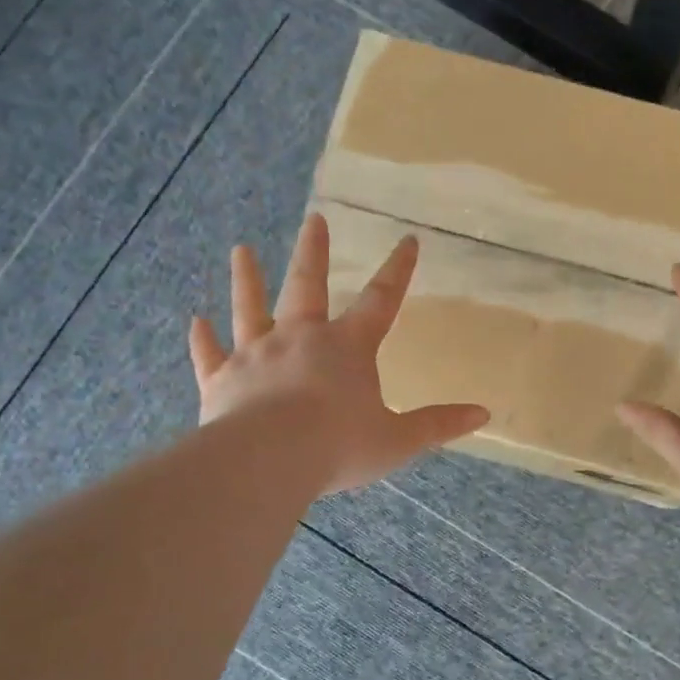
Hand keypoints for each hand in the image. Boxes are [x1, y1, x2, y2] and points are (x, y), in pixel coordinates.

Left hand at [189, 212, 489, 494]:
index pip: (381, 301)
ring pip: (250, 308)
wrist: (269, 460)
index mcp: (347, 348)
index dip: (398, 271)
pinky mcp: (221, 380)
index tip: (407, 240)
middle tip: (314, 219)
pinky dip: (203, 339)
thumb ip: (438, 424)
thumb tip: (483, 413)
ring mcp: (256, 355)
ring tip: (241, 250)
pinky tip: (196, 321)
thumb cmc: (339, 446)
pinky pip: (210, 354)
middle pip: (308, 286)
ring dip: (247, 279)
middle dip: (314, 252)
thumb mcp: (398, 439)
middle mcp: (300, 339)